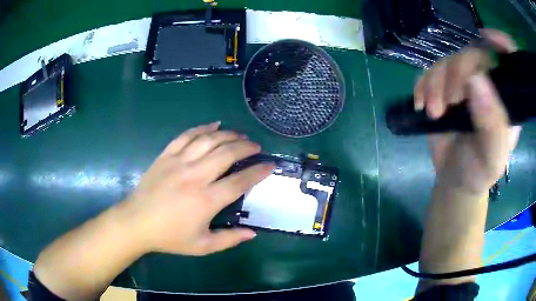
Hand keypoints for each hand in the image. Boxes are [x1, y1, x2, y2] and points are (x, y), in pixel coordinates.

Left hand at [121, 122, 273, 254]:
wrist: (136, 223)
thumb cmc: (170, 237)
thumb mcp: (202, 246)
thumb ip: (229, 240)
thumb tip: (253, 233)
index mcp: (206, 200)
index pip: (240, 181)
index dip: (258, 171)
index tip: (270, 165)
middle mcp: (195, 176)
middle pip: (227, 153)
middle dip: (246, 147)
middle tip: (256, 147)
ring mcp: (179, 162)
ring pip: (209, 140)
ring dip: (228, 135)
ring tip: (240, 135)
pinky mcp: (166, 156)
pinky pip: (186, 135)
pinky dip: (202, 127)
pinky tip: (214, 125)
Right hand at [414, 29, 520, 194]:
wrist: (454, 179)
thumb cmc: (478, 172)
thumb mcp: (492, 158)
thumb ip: (492, 125)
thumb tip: (476, 80)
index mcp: (507, 98)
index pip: (510, 59)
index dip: (501, 41)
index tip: (488, 38)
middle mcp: (489, 84)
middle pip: (473, 54)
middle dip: (457, 74)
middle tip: (450, 103)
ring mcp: (465, 84)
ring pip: (448, 61)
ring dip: (436, 83)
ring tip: (433, 112)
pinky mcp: (445, 88)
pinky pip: (430, 71)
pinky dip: (422, 85)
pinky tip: (421, 104)